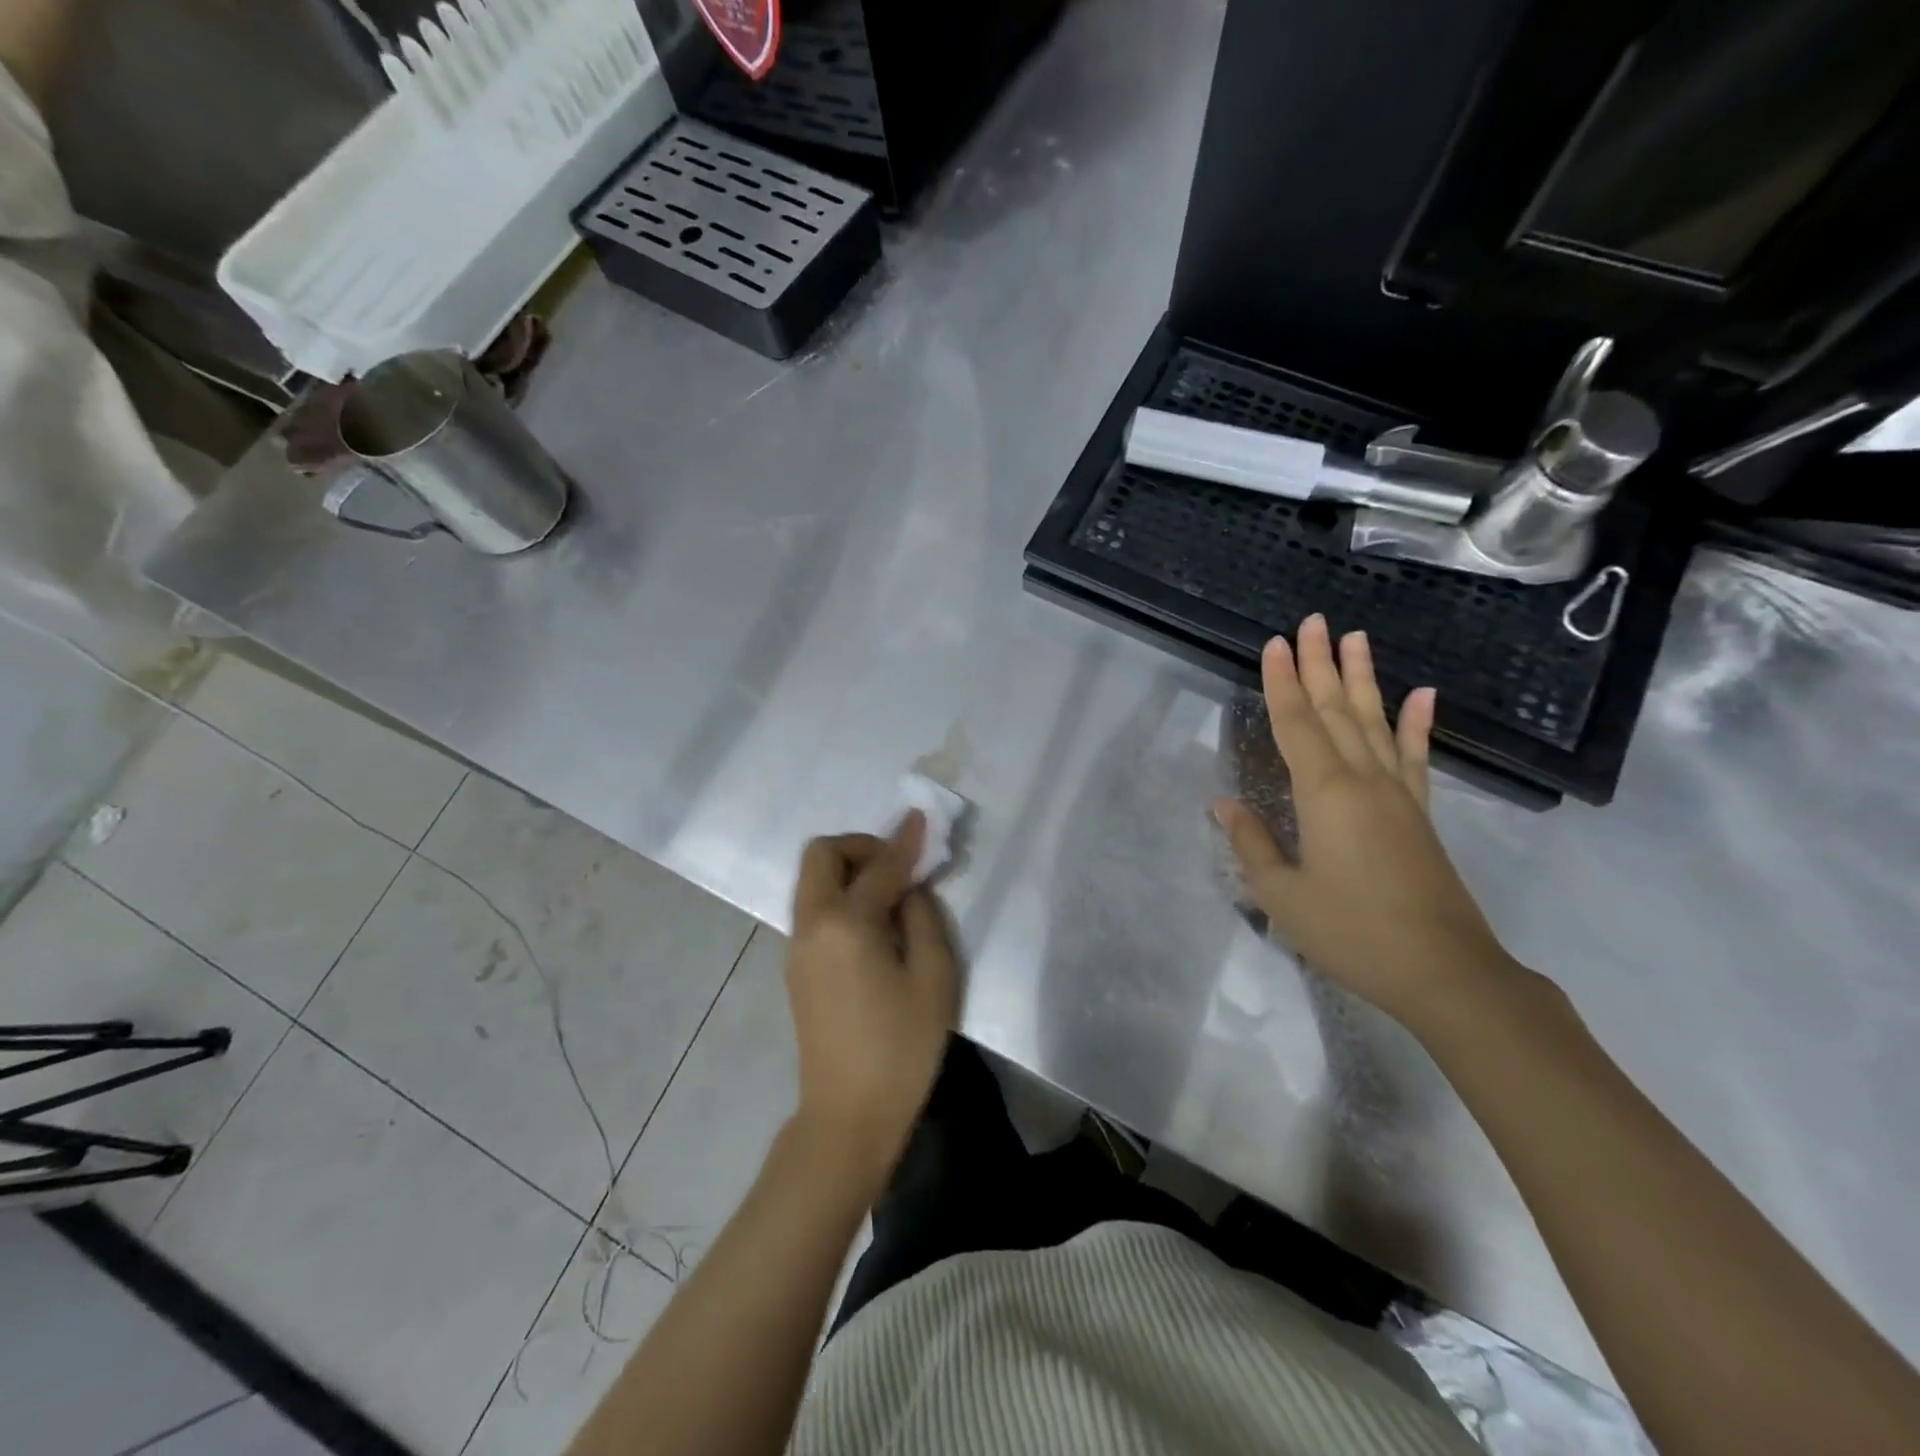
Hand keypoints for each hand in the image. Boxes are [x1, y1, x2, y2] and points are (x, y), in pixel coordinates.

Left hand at [785, 813, 957, 1186]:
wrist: (848, 1116)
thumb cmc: (901, 1048)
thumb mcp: (933, 978)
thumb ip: (923, 918)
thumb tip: (910, 888)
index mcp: (847, 923)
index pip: (880, 866)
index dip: (905, 840)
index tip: (921, 818)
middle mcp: (812, 924)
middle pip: (820, 855)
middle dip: (860, 846)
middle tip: (898, 866)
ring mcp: (797, 946)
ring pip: (812, 881)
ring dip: (848, 871)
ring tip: (890, 896)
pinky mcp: (796, 967)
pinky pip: (814, 908)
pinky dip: (840, 896)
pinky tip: (872, 926)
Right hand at [1212, 614, 1522, 1028]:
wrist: (1443, 971)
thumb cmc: (1351, 932)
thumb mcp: (1282, 895)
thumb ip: (1251, 844)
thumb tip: (1222, 803)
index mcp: (1324, 793)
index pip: (1295, 724)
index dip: (1281, 682)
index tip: (1274, 643)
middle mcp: (1363, 779)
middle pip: (1335, 710)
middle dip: (1320, 664)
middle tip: (1314, 621)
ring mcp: (1398, 793)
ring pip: (1375, 722)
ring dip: (1363, 678)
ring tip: (1357, 638)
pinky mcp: (1420, 812)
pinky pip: (1417, 756)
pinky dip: (1418, 723)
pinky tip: (1422, 694)